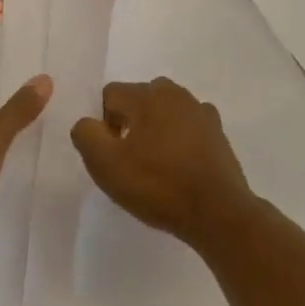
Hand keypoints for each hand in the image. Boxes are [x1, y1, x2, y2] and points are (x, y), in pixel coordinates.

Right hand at [71, 78, 257, 249]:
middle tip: (130, 159)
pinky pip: (188, 126)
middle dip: (129, 122)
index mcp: (146, 95)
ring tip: (156, 164)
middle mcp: (174, 93)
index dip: (103, 123)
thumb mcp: (106, 165)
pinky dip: (179, 138)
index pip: (110, 95)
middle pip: (138, 99)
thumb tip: (88, 123)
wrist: (217, 212)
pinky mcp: (217, 131)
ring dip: (155, 129)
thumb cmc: (158, 186)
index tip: (111, 153)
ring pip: (164, 111)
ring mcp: (200, 110)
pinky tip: (180, 165)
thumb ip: (86, 135)